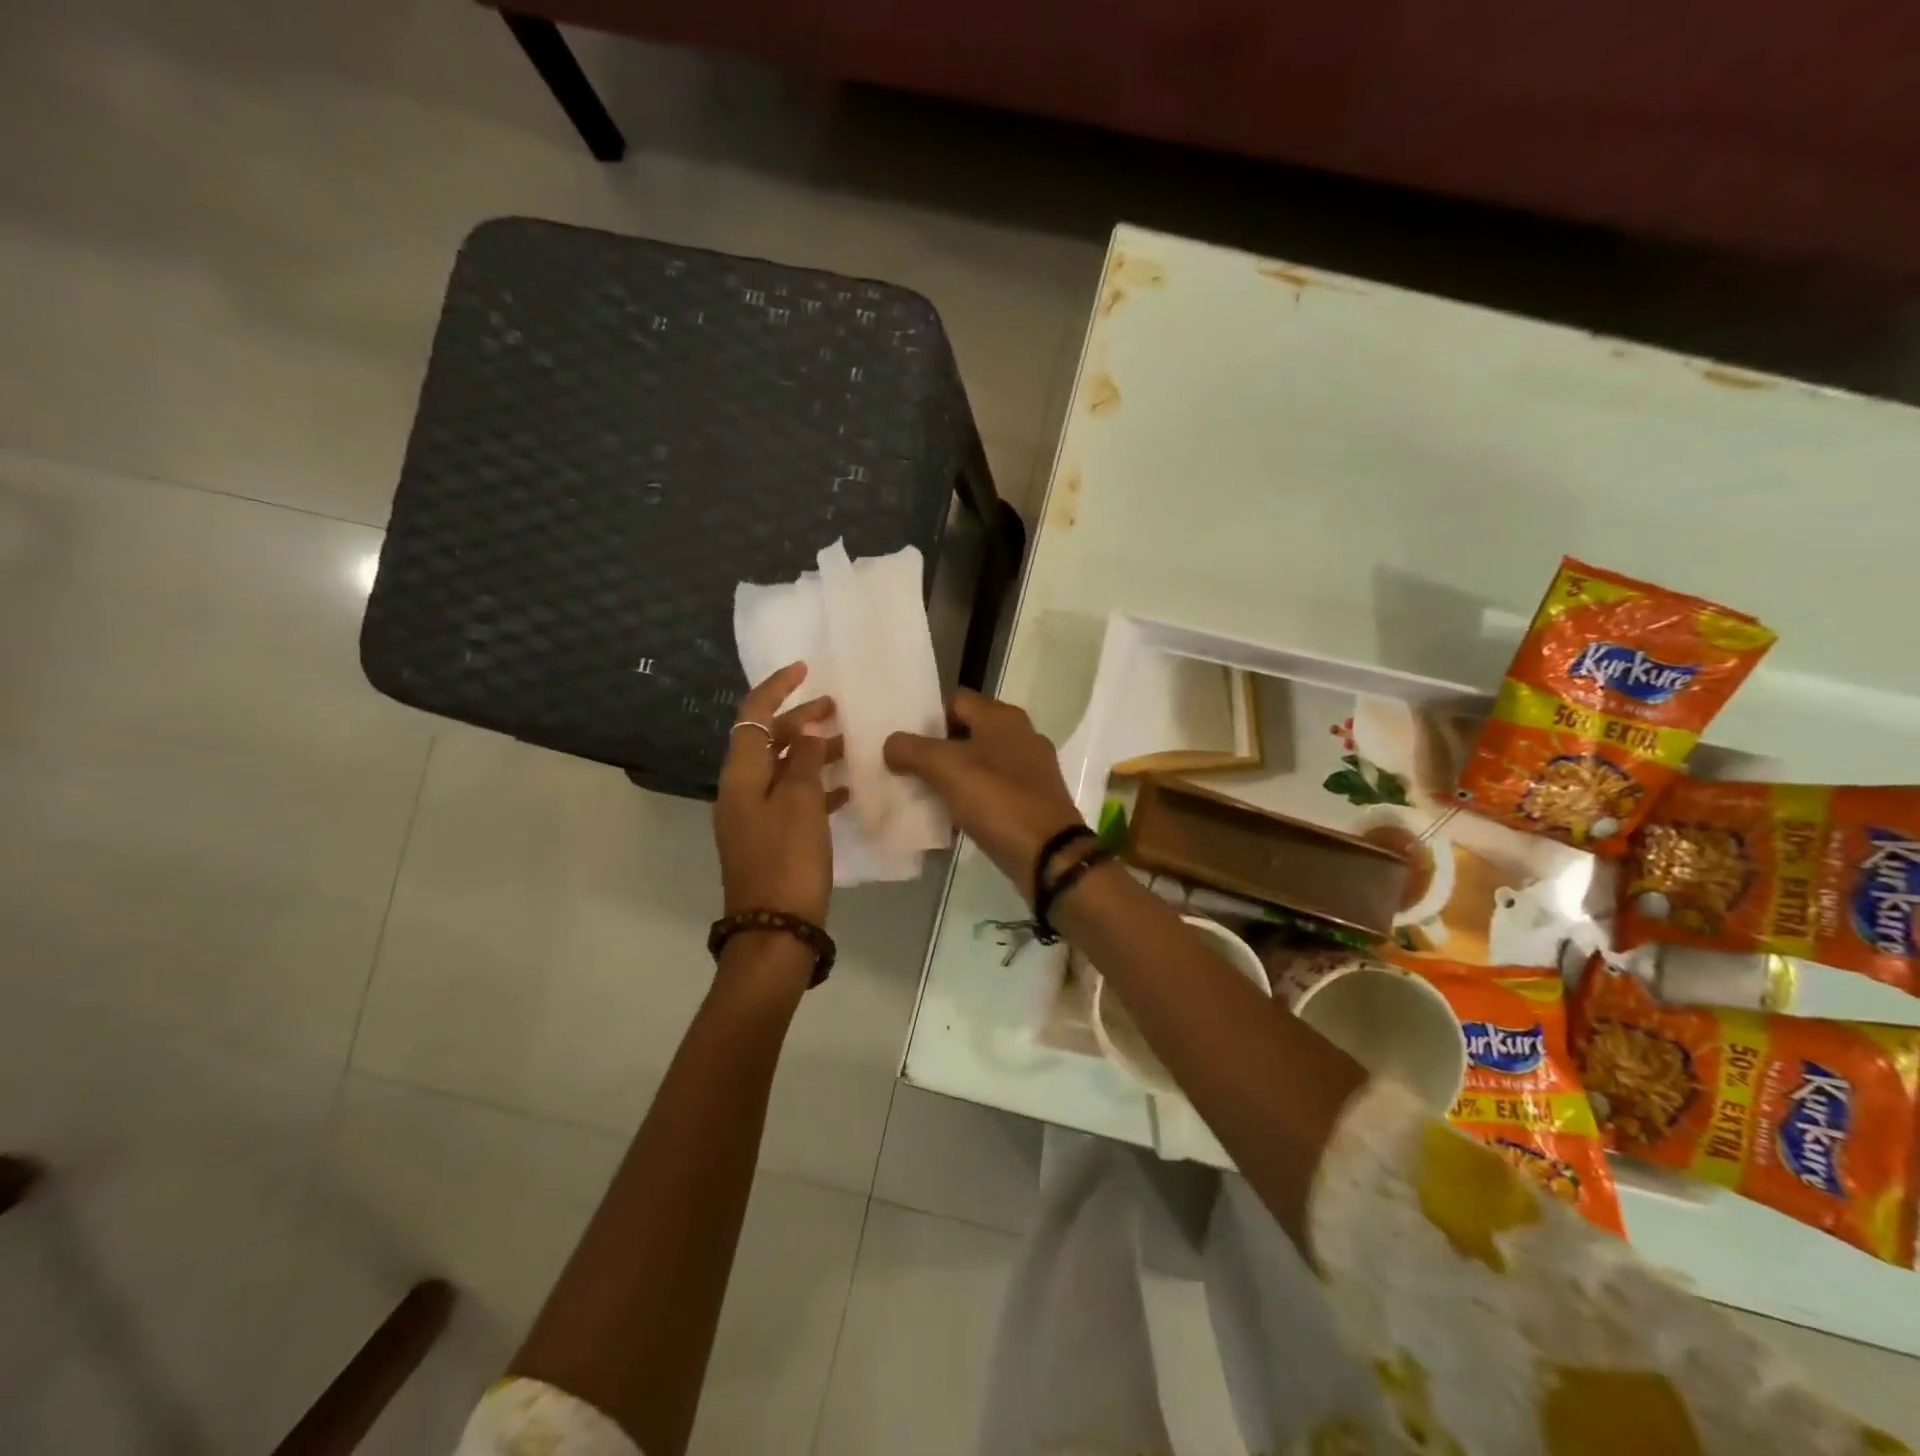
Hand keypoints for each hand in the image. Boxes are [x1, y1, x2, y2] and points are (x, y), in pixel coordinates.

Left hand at [714, 663, 846, 925]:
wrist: (775, 930)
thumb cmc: (788, 860)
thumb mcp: (800, 803)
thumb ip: (803, 759)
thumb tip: (804, 727)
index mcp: (740, 776)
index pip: (752, 716)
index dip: (776, 688)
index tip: (804, 669)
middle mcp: (741, 791)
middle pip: (767, 741)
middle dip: (798, 720)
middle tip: (836, 709)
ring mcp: (754, 817)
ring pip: (782, 770)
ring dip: (810, 752)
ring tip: (846, 744)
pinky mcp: (770, 839)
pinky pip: (792, 799)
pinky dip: (815, 787)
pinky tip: (846, 789)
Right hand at [883, 689, 1083, 894]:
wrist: (1049, 855)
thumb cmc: (998, 801)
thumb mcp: (947, 769)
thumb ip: (912, 750)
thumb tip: (891, 744)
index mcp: (1003, 718)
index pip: (955, 700)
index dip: (926, 714)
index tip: (899, 736)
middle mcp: (1020, 735)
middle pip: (967, 731)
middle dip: (935, 747)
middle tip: (902, 764)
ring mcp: (1029, 768)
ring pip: (979, 762)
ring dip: (952, 774)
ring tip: (920, 790)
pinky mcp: (1031, 799)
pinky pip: (992, 789)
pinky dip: (970, 797)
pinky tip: (950, 814)